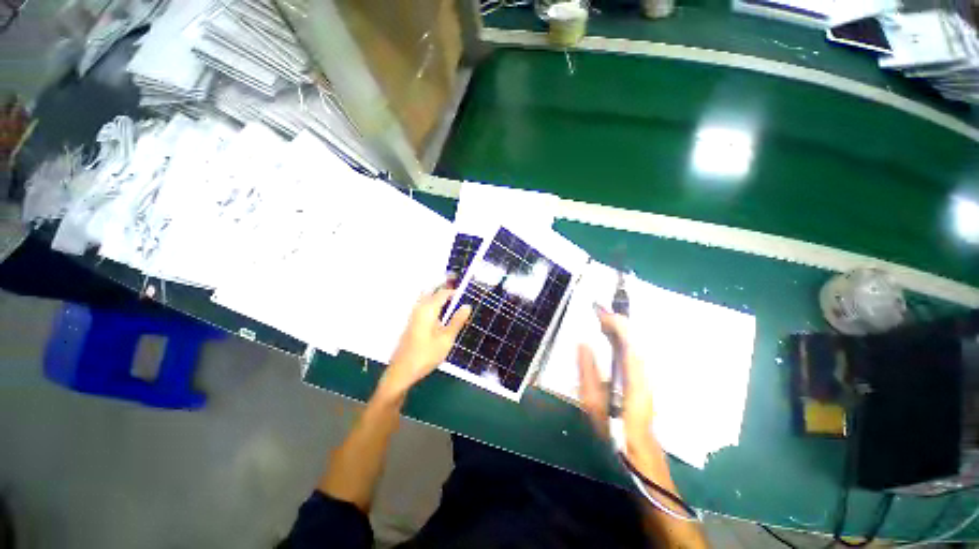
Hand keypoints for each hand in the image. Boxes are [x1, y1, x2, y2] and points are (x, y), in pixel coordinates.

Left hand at [379, 285, 471, 399]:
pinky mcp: (411, 323)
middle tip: (460, 299)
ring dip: (440, 299)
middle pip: (434, 292)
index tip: (467, 296)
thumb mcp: (446, 339)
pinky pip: (424, 306)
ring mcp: (413, 315)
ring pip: (428, 299)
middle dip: (446, 293)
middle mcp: (419, 308)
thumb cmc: (426, 355)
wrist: (402, 371)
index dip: (455, 292)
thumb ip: (457, 321)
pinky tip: (441, 317)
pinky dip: (434, 306)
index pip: (443, 293)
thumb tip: (467, 306)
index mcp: (428, 309)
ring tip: (453, 307)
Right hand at [578, 307, 656, 458]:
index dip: (615, 323)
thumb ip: (587, 371)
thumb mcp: (594, 402)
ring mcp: (646, 373)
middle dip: (616, 322)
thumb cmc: (614, 429)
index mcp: (634, 376)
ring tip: (601, 320)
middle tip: (597, 311)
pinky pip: (633, 350)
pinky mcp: (643, 375)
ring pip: (634, 343)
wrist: (638, 449)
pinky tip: (611, 336)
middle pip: (633, 338)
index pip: (627, 340)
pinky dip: (622, 339)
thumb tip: (582, 344)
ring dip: (618, 329)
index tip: (599, 311)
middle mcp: (644, 370)